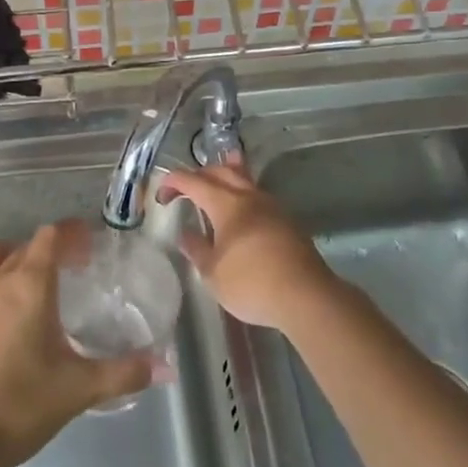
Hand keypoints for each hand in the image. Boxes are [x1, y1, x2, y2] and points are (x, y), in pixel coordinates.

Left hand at [0, 222, 151, 466]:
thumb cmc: (17, 406)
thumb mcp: (77, 391)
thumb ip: (122, 374)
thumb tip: (164, 368)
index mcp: (30, 285)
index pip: (50, 238)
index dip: (70, 234)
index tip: (90, 246)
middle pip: (23, 246)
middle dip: (48, 249)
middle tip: (71, 268)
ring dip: (9, 257)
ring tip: (27, 280)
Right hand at [158, 157, 338, 331]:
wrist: (306, 296)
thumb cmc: (252, 283)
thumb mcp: (213, 273)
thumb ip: (197, 250)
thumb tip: (186, 234)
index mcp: (226, 203)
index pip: (194, 181)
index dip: (174, 182)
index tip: (162, 195)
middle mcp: (249, 196)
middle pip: (222, 171)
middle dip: (201, 174)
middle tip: (186, 188)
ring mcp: (272, 206)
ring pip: (244, 180)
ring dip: (226, 178)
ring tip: (216, 182)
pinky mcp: (286, 221)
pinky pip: (258, 197)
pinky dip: (242, 195)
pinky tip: (242, 212)